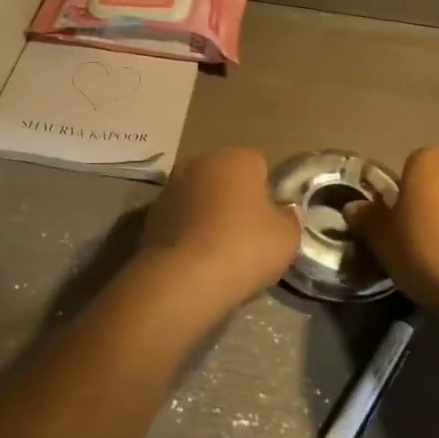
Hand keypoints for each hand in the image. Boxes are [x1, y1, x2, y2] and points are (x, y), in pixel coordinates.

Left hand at [135, 147, 300, 315]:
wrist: (182, 280)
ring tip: (218, 252)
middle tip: (246, 236)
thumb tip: (283, 211)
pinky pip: (180, 219)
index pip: (258, 165)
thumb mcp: (286, 236)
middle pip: (225, 178)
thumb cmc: (243, 247)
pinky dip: (187, 232)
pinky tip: (196, 259)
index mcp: (235, 157)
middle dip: (234, 199)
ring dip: (208, 215)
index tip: (268, 221)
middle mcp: (200, 162)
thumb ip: (289, 217)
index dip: (266, 193)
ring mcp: (170, 187)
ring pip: (199, 197)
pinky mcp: (150, 215)